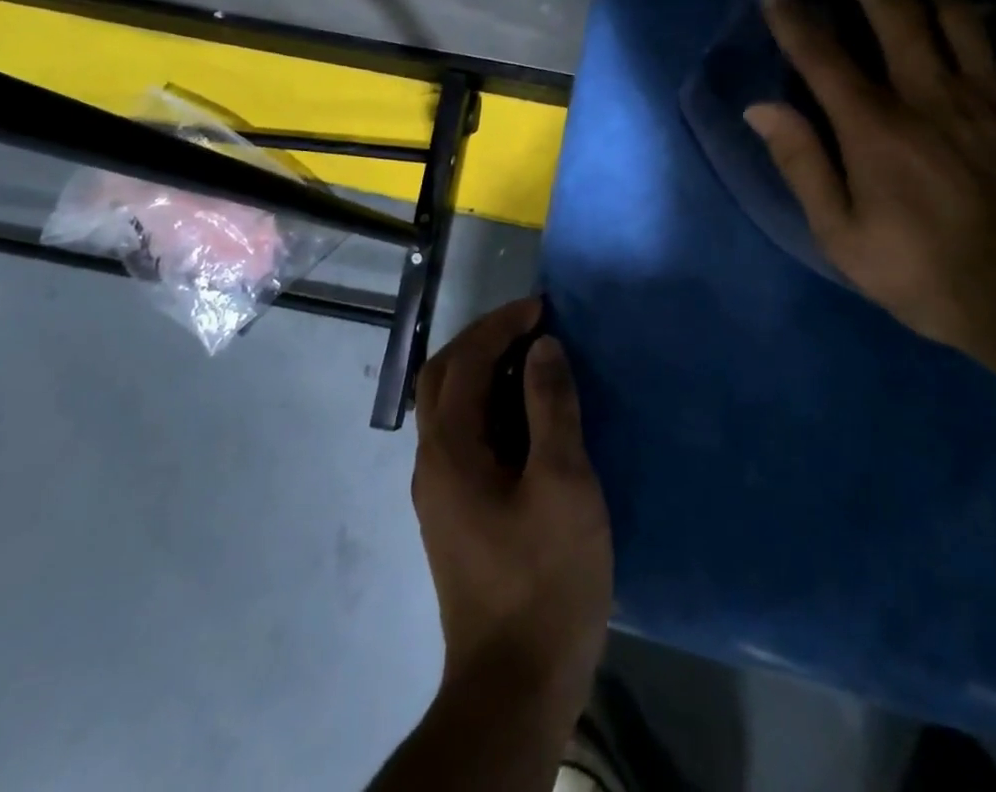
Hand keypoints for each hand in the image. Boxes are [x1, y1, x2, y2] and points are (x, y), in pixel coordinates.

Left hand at [411, 298, 612, 722]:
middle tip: (531, 327)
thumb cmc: (544, 580)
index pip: (465, 361)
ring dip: (485, 372)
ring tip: (534, 363)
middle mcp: (433, 462)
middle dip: (484, 340)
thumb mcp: (562, 483)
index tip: (541, 308)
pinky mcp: (456, 516)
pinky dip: (491, 408)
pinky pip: (466, 437)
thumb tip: (543, 347)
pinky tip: (528, 420)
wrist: (514, 688)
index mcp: (450, 449)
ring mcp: (440, 492)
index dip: (501, 325)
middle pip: (443, 377)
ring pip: (451, 408)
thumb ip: (551, 407)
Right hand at [747, 0, 995, 378]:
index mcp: (875, 128)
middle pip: (893, 13)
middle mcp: (931, 95)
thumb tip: (761, 108)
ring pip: (958, 13)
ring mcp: (994, 95)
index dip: (794, 18)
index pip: (822, 56)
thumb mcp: (843, 237)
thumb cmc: (928, 275)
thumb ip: (803, 166)